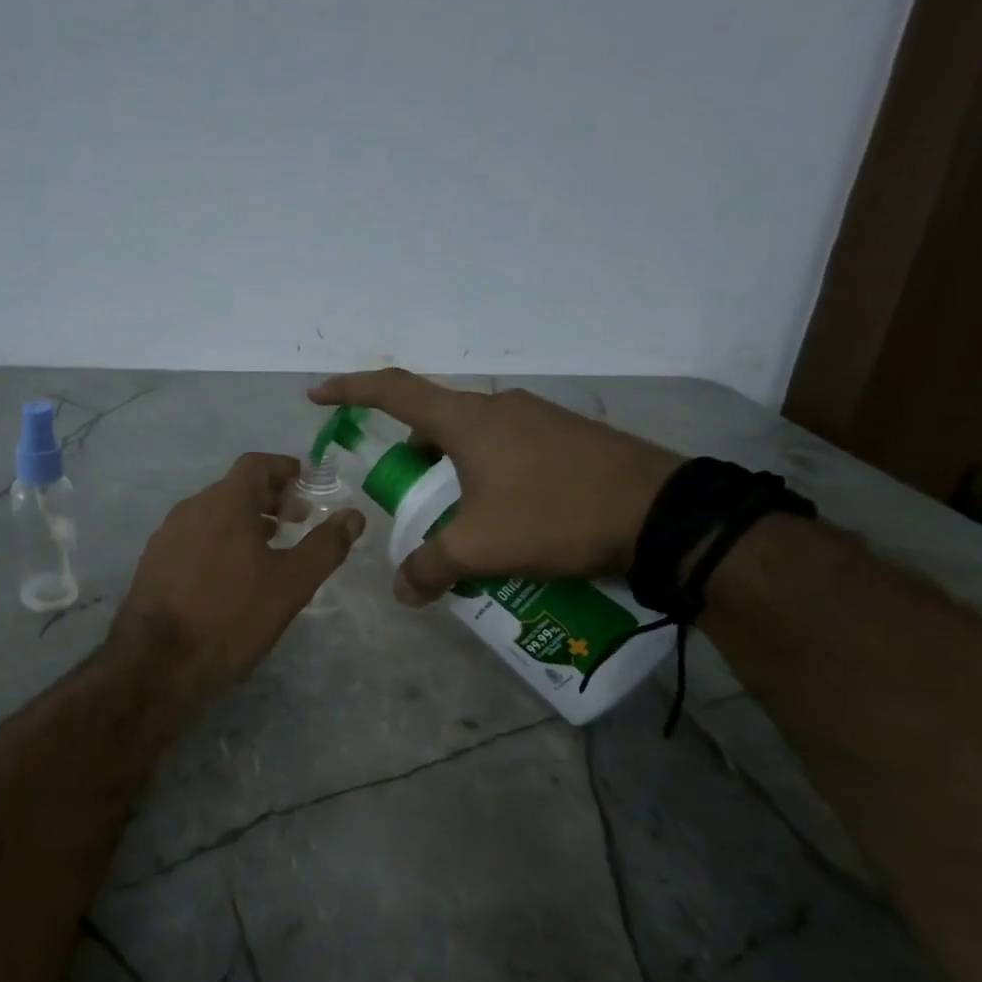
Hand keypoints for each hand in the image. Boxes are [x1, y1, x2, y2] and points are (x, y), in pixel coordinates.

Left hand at [113, 453, 365, 691]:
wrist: (158, 660)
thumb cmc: (232, 615)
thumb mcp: (291, 584)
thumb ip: (325, 546)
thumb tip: (353, 516)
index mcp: (225, 502)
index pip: (256, 464)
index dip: (285, 469)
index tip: (307, 485)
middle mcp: (191, 508)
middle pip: (234, 488)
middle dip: (269, 498)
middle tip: (295, 522)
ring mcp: (167, 535)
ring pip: (212, 513)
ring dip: (243, 520)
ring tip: (267, 548)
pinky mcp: (153, 561)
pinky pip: (194, 536)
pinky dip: (219, 540)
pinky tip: (229, 574)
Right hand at [308, 371, 680, 603]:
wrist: (663, 513)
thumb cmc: (555, 516)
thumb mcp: (481, 549)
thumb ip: (431, 568)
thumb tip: (402, 591)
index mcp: (467, 420)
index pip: (393, 391)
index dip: (350, 390)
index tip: (318, 395)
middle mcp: (500, 407)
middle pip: (435, 422)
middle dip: (413, 457)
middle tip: (410, 498)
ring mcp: (540, 418)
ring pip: (476, 438)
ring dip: (456, 471)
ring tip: (463, 520)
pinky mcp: (571, 437)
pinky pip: (512, 448)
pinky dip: (492, 475)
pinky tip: (511, 518)